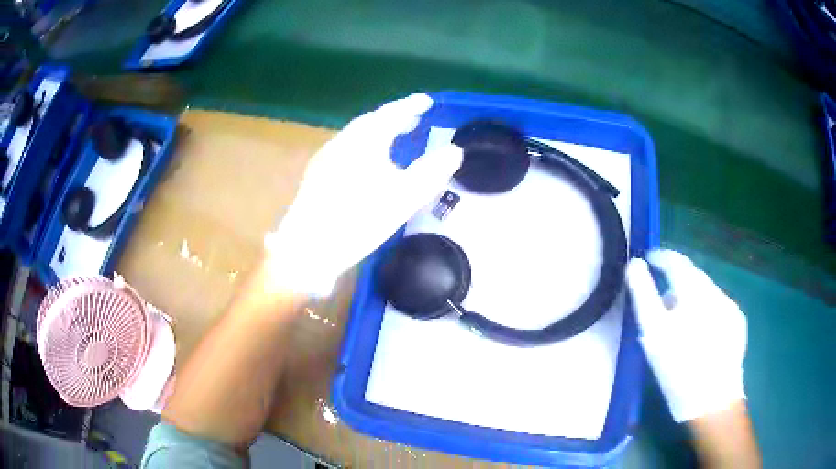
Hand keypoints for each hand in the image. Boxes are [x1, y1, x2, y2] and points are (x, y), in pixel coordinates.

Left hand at [264, 94, 463, 295]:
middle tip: (414, 119)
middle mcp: (342, 143)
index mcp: (363, 141)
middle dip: (394, 118)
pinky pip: (347, 150)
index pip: (391, 113)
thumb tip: (455, 151)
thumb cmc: (358, 221)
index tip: (427, 101)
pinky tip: (368, 165)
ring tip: (395, 139)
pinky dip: (364, 148)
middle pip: (371, 122)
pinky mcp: (317, 176)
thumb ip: (431, 172)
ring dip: (378, 133)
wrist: (307, 249)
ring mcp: (325, 159)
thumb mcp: (403, 198)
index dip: (411, 105)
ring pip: (357, 137)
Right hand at [626, 249, 747, 422]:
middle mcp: (716, 292)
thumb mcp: (653, 332)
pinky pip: (718, 308)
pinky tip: (701, 335)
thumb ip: (643, 295)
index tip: (648, 259)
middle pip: (693, 277)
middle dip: (676, 282)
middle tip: (661, 301)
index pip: (677, 261)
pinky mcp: (737, 324)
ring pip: (707, 293)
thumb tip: (635, 265)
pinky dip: (706, 312)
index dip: (661, 257)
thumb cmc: (678, 367)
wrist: (712, 400)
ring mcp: (730, 308)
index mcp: (695, 291)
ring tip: (681, 324)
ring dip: (692, 299)